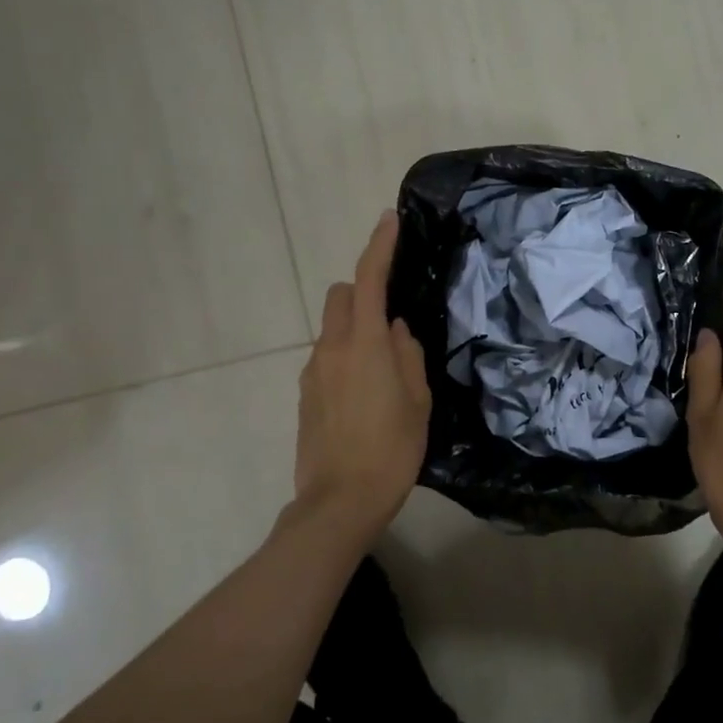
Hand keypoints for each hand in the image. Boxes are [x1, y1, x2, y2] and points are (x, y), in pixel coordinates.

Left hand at [292, 211, 431, 542]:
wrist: (339, 502)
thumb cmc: (391, 449)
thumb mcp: (417, 401)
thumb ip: (407, 355)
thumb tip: (396, 329)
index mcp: (364, 345)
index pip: (369, 280)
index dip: (379, 247)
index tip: (389, 220)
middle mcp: (331, 349)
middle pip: (341, 297)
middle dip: (364, 292)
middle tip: (392, 319)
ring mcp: (313, 373)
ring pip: (332, 329)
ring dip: (355, 329)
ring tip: (383, 370)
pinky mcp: (305, 395)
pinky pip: (326, 358)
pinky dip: (345, 357)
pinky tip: (364, 395)